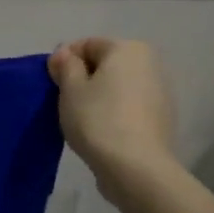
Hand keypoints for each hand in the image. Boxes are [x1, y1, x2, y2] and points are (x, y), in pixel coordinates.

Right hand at [47, 39, 176, 201]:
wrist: (136, 168)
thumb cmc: (98, 120)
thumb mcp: (71, 89)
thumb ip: (65, 65)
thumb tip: (64, 54)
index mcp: (128, 49)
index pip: (87, 44)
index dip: (64, 61)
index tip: (51, 83)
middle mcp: (150, 63)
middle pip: (106, 64)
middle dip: (83, 78)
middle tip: (63, 101)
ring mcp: (160, 92)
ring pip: (118, 86)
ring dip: (99, 96)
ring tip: (81, 119)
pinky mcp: (162, 118)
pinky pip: (130, 106)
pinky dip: (114, 112)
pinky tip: (102, 131)